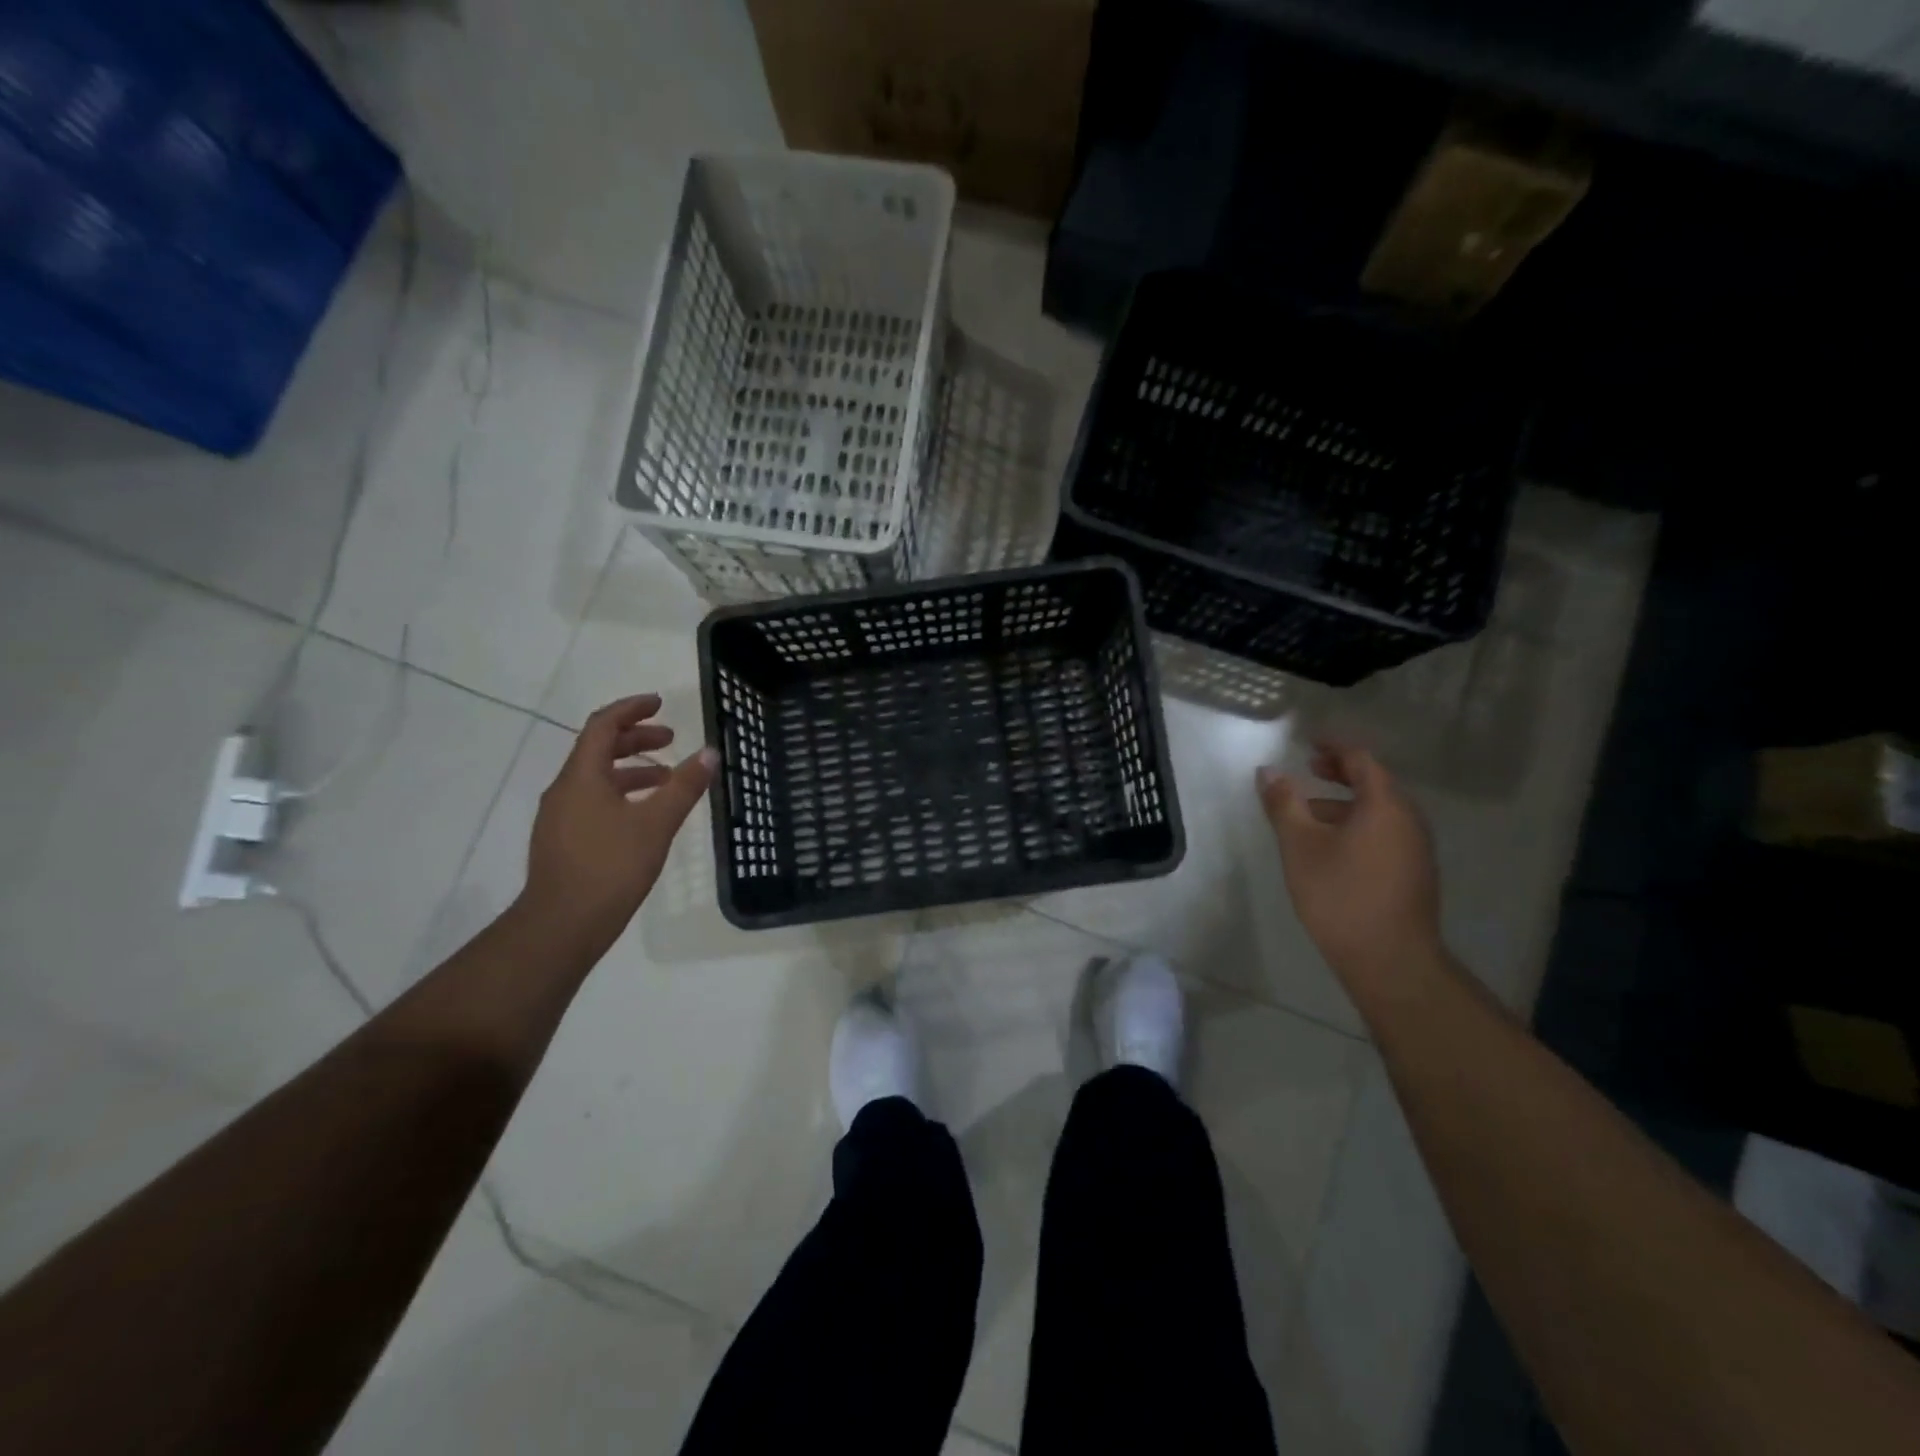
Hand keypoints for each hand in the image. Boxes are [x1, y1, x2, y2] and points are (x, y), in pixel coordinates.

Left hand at [520, 694, 716, 957]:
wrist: (561, 925)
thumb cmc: (610, 867)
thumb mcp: (657, 823)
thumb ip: (684, 786)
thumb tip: (710, 752)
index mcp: (582, 776)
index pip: (603, 726)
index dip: (632, 709)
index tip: (660, 703)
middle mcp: (565, 789)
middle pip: (599, 749)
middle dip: (636, 738)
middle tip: (671, 739)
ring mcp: (560, 817)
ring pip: (597, 778)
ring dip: (632, 769)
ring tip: (666, 779)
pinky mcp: (563, 840)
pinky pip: (593, 800)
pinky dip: (622, 793)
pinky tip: (644, 816)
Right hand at [1256, 744, 1441, 987]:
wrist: (1390, 960)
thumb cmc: (1340, 895)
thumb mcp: (1300, 845)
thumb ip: (1284, 804)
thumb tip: (1269, 771)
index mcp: (1385, 805)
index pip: (1362, 759)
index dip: (1335, 746)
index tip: (1308, 742)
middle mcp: (1408, 820)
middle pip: (1375, 782)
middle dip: (1340, 772)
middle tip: (1309, 768)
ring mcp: (1415, 848)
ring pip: (1379, 810)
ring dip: (1345, 801)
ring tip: (1309, 812)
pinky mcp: (1413, 873)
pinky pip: (1384, 832)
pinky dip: (1356, 823)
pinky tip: (1330, 846)